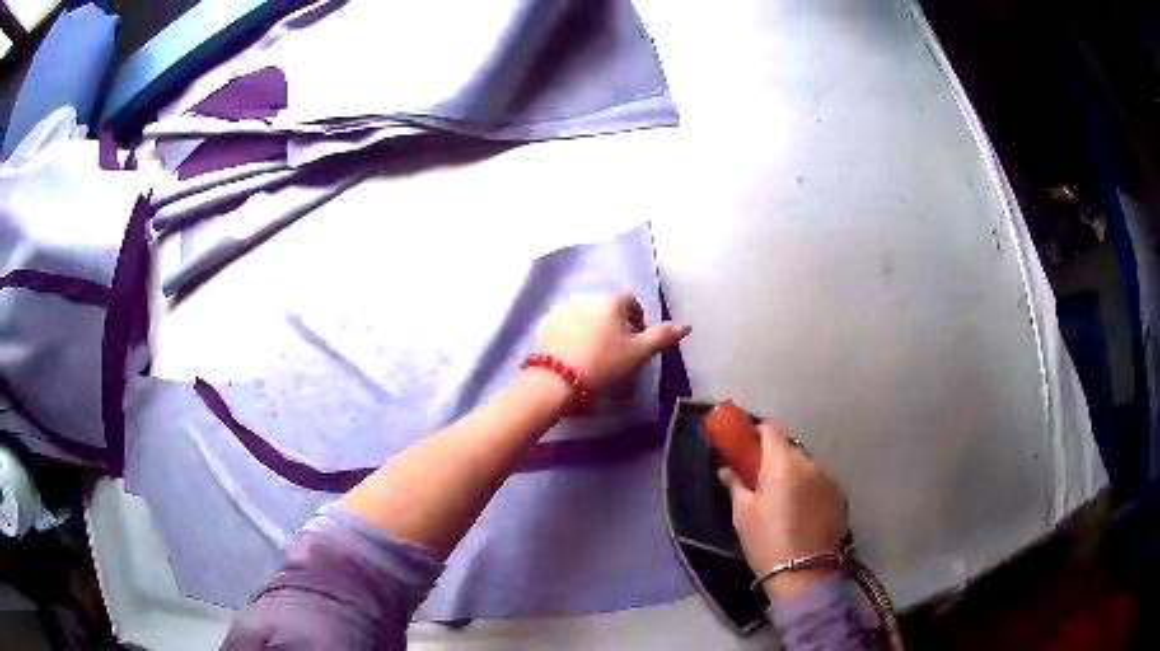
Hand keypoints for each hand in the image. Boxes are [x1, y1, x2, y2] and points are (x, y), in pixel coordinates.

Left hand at [534, 291, 689, 391]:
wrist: (556, 382)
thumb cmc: (604, 365)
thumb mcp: (639, 353)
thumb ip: (662, 336)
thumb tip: (686, 326)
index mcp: (610, 300)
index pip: (632, 302)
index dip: (639, 322)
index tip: (638, 345)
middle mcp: (585, 297)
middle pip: (609, 308)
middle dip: (617, 326)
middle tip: (618, 353)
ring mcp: (562, 309)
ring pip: (587, 316)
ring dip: (594, 329)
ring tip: (595, 355)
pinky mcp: (545, 324)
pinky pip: (566, 325)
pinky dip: (573, 335)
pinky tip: (575, 355)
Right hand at [719, 421, 844, 599]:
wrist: (805, 574)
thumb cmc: (766, 542)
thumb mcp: (742, 514)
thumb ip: (736, 484)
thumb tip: (727, 469)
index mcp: (783, 463)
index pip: (771, 429)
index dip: (756, 433)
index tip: (745, 449)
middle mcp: (810, 463)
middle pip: (789, 447)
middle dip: (773, 458)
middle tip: (759, 481)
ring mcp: (828, 478)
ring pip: (805, 465)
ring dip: (792, 474)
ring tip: (782, 501)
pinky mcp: (839, 495)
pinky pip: (818, 481)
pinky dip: (807, 488)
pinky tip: (800, 512)